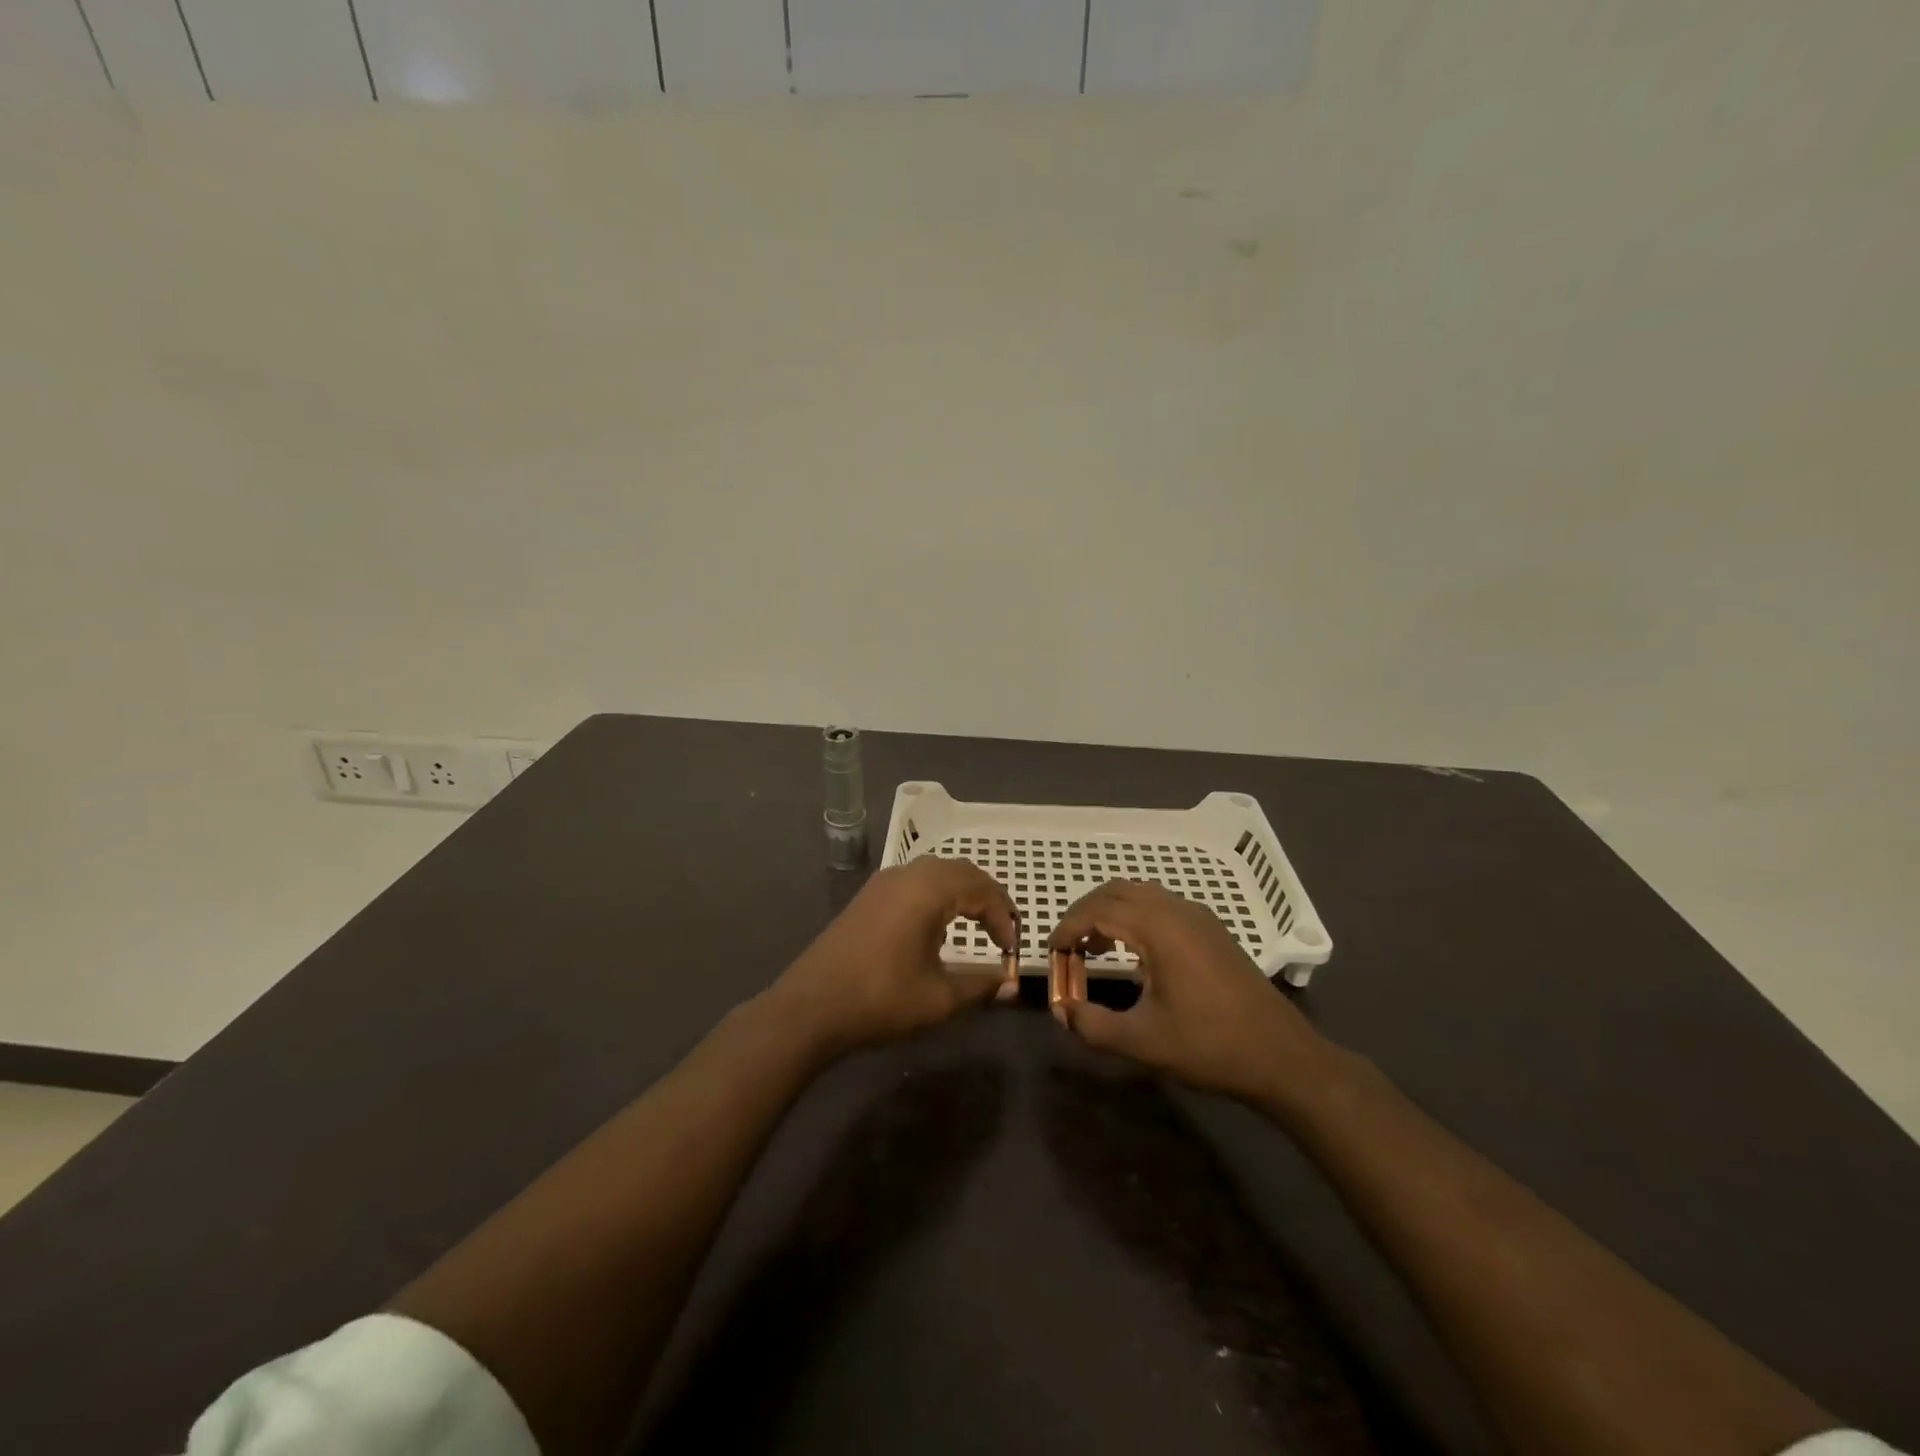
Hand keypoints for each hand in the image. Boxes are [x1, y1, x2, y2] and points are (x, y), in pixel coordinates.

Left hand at [769, 856, 1017, 1054]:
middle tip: (1003, 930)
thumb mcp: (939, 998)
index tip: (1011, 952)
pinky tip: (939, 923)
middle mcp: (908, 874)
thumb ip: (981, 986)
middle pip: (962, 871)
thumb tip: (1012, 984)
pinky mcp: (869, 895)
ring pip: (937, 872)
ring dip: (963, 892)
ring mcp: (884, 881)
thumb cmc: (881, 999)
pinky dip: (939, 893)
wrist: (811, 1007)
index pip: (983, 890)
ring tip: (978, 924)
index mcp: (929, 889)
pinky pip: (916, 880)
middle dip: (988, 897)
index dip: (1004, 918)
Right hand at [1049, 880, 1330, 1105]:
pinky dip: (1135, 916)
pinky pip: (1161, 905)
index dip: (1068, 927)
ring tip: (1094, 947)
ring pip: (1141, 894)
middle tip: (1067, 944)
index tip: (1051, 951)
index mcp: (1159, 928)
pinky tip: (1134, 952)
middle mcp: (1177, 910)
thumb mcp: (1142, 1042)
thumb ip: (1092, 1025)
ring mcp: (1199, 917)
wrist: (1281, 1056)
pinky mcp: (1212, 929)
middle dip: (1085, 912)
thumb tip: (1060, 1010)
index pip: (1098, 910)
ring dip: (1110, 912)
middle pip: (1117, 891)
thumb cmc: (1209, 1046)